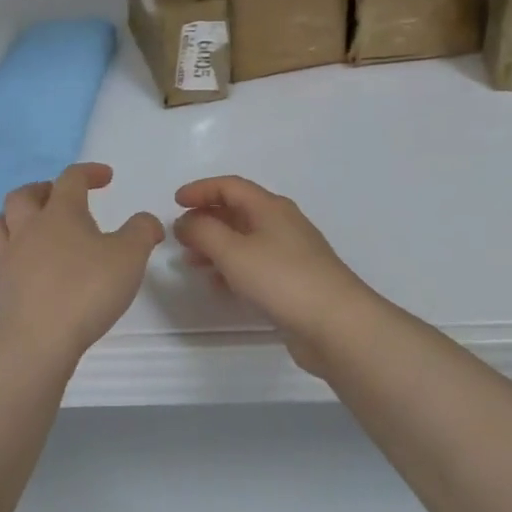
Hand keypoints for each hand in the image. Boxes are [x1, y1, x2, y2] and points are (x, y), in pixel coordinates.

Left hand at [0, 163, 162, 361]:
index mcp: (60, 212)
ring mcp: (9, 257)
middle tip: (62, 197)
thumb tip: (147, 221)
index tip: (106, 177)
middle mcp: (29, 227)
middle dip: (44, 189)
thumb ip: (142, 231)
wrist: (36, 340)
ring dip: (20, 216)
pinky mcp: (0, 286)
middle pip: (25, 195)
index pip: (71, 178)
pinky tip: (30, 263)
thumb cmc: (86, 289)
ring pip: (4, 222)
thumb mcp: (130, 256)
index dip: (89, 172)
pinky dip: (15, 250)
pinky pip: (2, 255)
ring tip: (37, 225)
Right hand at [173, 176, 381, 370]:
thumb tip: (186, 221)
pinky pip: (255, 264)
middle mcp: (282, 224)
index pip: (230, 186)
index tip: (174, 202)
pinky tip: (218, 284)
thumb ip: (204, 232)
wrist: (336, 324)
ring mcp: (290, 253)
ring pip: (245, 239)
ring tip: (191, 262)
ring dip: (216, 245)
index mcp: (270, 207)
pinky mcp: (293, 281)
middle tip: (179, 234)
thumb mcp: (233, 251)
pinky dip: (232, 268)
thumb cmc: (281, 279)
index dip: (201, 189)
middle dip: (206, 218)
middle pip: (238, 211)